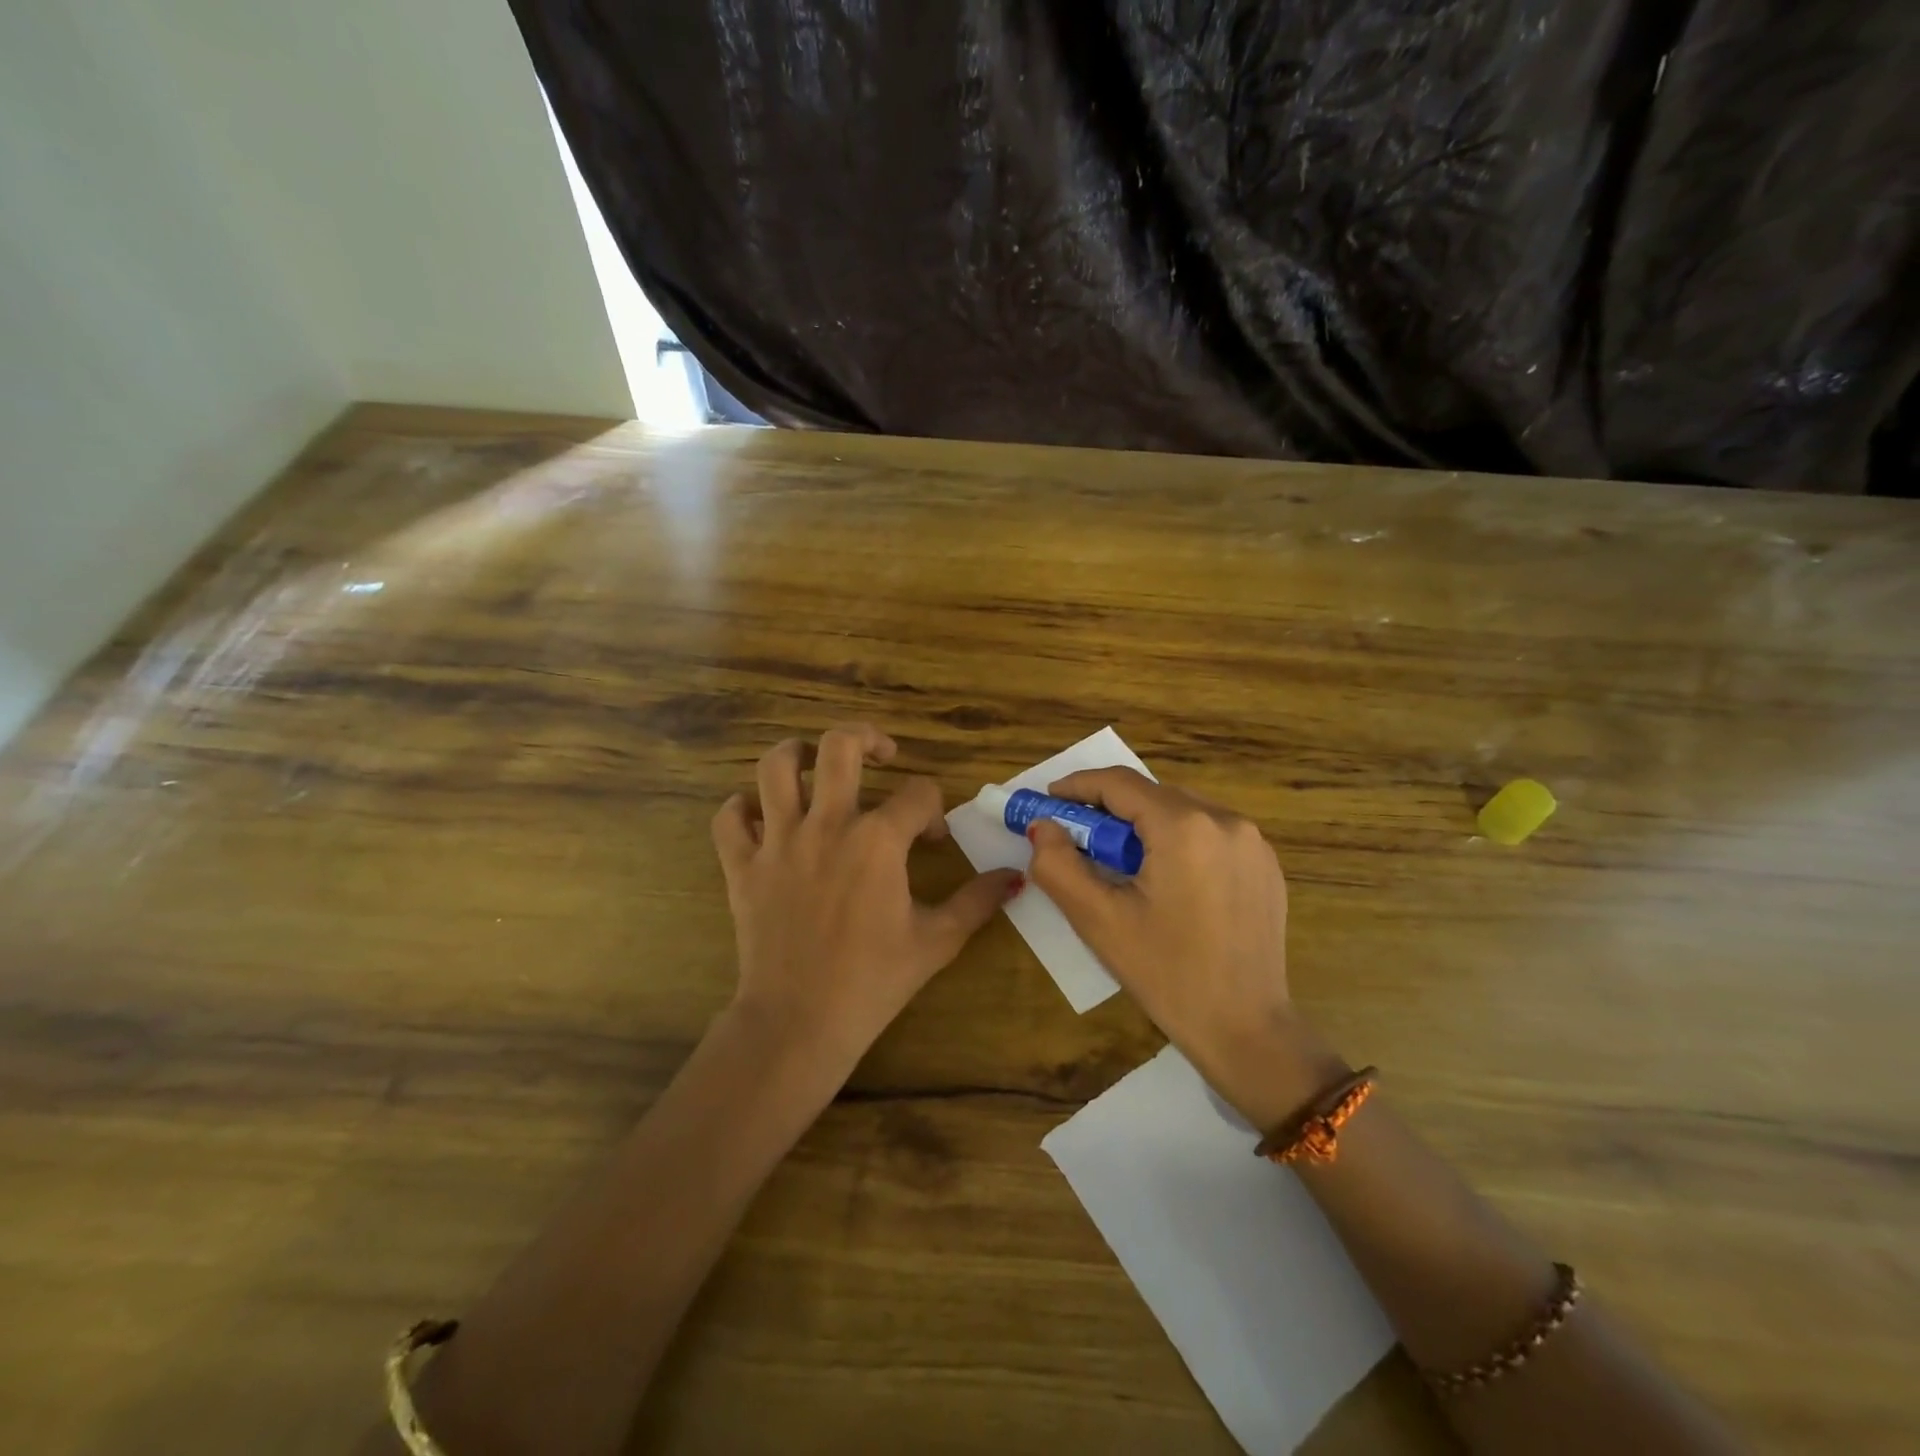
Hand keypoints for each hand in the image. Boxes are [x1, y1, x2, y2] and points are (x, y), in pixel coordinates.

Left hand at [711, 725, 1020, 1081]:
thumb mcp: (937, 941)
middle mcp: (827, 825)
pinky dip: (743, 809)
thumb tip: (1014, 876)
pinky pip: (729, 818)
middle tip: (881, 755)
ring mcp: (778, 842)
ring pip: (775, 767)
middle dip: (866, 738)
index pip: (918, 793)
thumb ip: (978, 901)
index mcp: (878, 840)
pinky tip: (762, 818)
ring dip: (797, 754)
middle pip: (839, 746)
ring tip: (815, 764)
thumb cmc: (874, 981)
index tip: (933, 839)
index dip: (934, 809)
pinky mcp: (742, 866)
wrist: (800, 1023)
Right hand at [1023, 767, 1345, 1129]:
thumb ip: (1058, 865)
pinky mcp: (1266, 866)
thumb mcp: (1098, 920)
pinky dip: (1178, 841)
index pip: (1119, 784)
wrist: (1246, 1030)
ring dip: (1144, 825)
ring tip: (1121, 864)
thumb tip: (1042, 827)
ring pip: (1182, 811)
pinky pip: (1210, 834)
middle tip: (1077, 838)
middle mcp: (1225, 820)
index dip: (1077, 786)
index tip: (1049, 800)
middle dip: (1109, 810)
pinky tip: (1166, 880)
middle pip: (1152, 795)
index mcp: (1184, 827)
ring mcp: (1253, 842)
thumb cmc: (1166, 974)